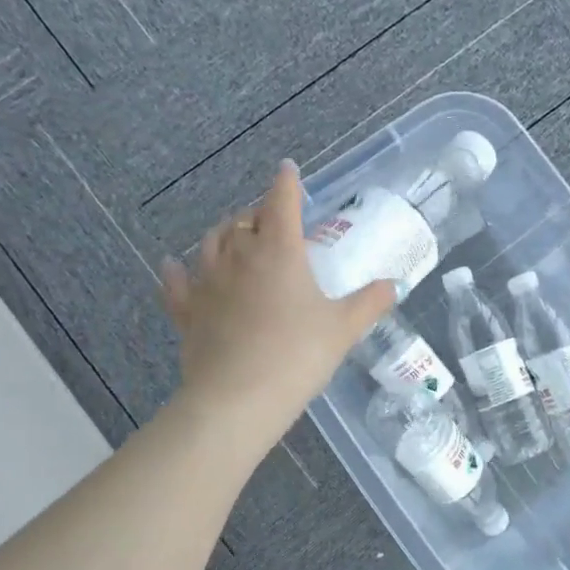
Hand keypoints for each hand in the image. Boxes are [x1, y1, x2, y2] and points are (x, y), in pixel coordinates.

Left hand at [160, 162, 394, 449]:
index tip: (287, 170)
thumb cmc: (297, 355)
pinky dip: (178, 269)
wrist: (238, 399)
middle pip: (243, 220)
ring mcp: (207, 283)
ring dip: (224, 234)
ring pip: (210, 242)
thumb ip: (370, 303)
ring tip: (236, 238)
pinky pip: (177, 281)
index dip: (285, 183)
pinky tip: (176, 265)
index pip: (281, 203)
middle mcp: (239, 257)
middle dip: (257, 214)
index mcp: (279, 252)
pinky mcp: (186, 311)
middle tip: (272, 222)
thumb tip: (394, 285)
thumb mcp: (344, 329)